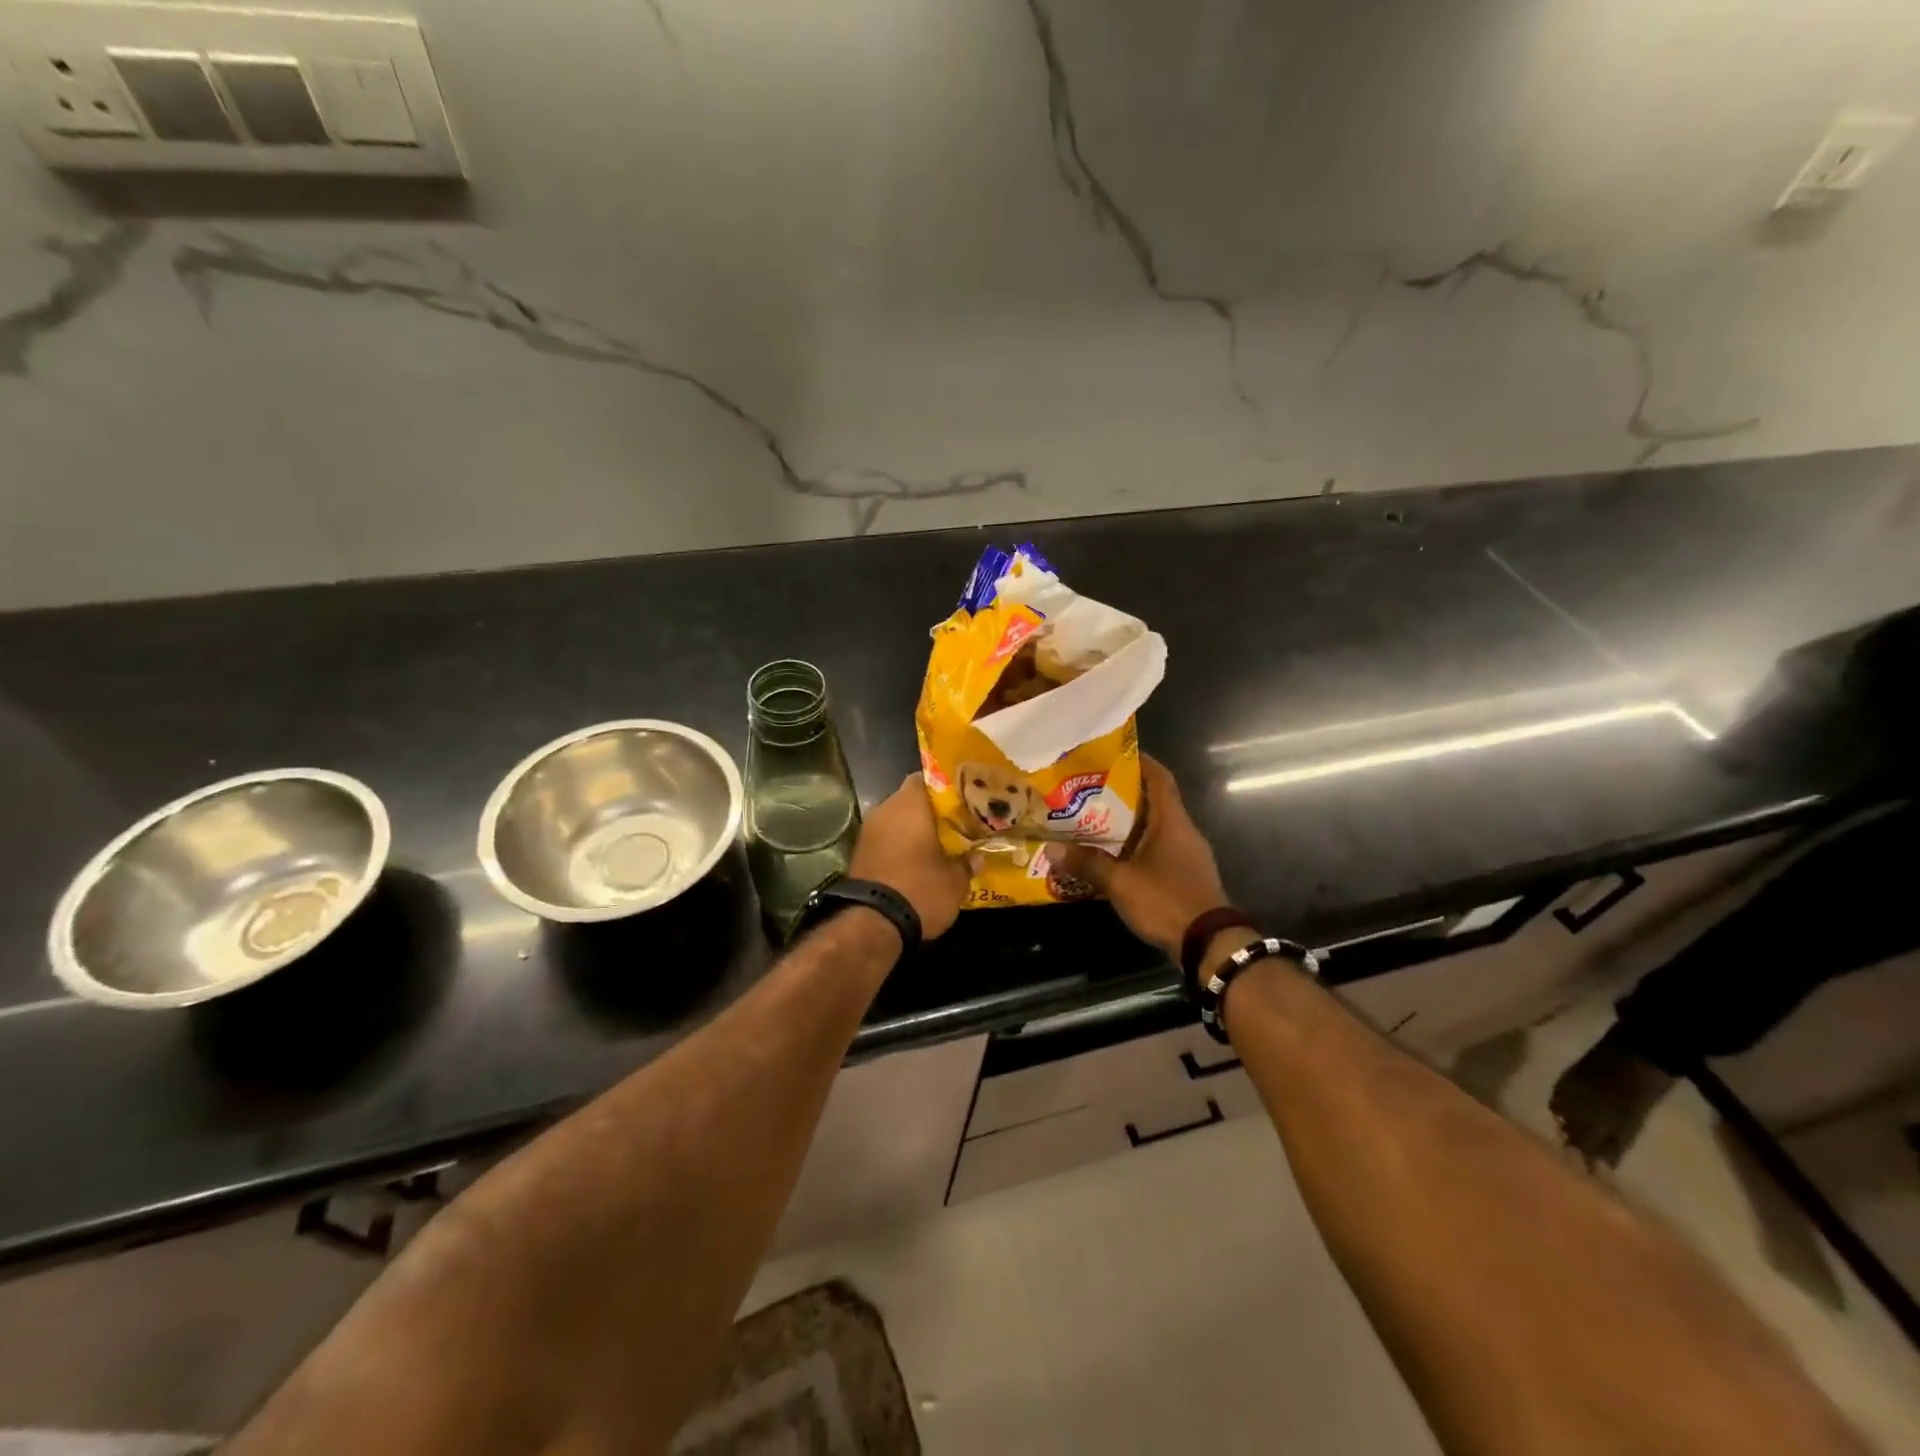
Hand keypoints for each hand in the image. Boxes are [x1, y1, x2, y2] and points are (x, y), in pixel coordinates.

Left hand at [850, 774, 970, 940]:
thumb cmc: (920, 888)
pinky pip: (885, 841)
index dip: (943, 787)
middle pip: (910, 800)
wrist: (873, 924)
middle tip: (953, 823)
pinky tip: (917, 861)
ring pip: (896, 821)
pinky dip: (899, 847)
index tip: (961, 798)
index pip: (925, 778)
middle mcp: (885, 810)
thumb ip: (967, 863)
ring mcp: (868, 832)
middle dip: (929, 811)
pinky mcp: (859, 854)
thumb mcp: (955, 880)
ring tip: (938, 844)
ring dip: (913, 830)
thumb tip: (977, 858)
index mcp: (910, 804)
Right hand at [1053, 755, 1229, 960]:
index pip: (1160, 779)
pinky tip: (1115, 856)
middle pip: (1156, 802)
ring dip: (1130, 824)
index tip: (1116, 754)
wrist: (1209, 943)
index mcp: (1172, 822)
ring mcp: (1189, 855)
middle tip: (1091, 791)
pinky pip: (1160, 850)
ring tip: (1096, 821)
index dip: (1141, 762)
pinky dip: (1138, 847)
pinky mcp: (1187, 876)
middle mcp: (1184, 831)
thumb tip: (1051, 850)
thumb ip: (1087, 864)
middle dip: (1125, 795)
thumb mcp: (1120, 882)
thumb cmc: (1166, 900)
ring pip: (1157, 828)